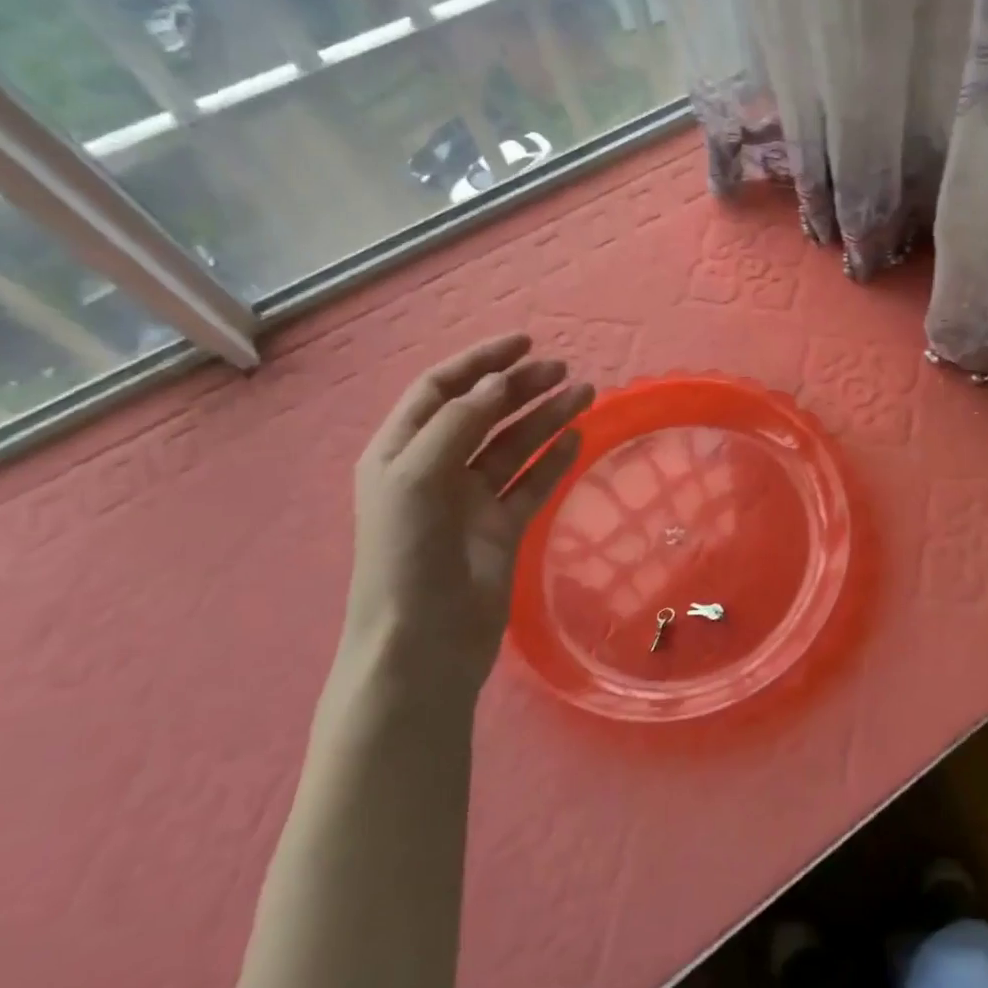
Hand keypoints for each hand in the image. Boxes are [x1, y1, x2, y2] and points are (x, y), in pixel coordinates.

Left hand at [344, 333, 592, 693]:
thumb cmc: (407, 555)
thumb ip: (459, 423)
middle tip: (564, 370)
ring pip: (514, 446)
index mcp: (401, 452)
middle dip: (521, 388)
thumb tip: (498, 383)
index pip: (441, 391)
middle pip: (483, 414)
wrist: (423, 643)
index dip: (480, 363)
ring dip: (546, 418)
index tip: (524, 343)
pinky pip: (532, 484)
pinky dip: (554, 460)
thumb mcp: (418, 476)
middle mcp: (436, 469)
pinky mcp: (502, 528)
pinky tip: (578, 439)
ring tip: (586, 394)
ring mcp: (471, 501)